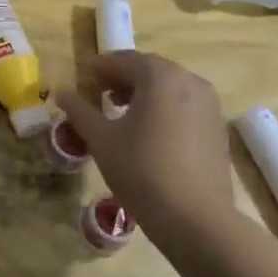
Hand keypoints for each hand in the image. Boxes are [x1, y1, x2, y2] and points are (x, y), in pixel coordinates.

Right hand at [55, 53, 233, 239]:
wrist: (195, 217)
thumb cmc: (141, 170)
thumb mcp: (101, 139)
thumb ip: (79, 110)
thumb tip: (60, 91)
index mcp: (160, 77)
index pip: (125, 60)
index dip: (101, 67)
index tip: (82, 77)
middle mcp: (190, 81)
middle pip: (150, 70)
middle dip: (123, 77)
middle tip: (99, 93)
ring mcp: (209, 105)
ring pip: (170, 87)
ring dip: (144, 92)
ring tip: (121, 111)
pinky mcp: (217, 127)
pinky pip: (185, 105)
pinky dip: (163, 107)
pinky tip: (149, 131)